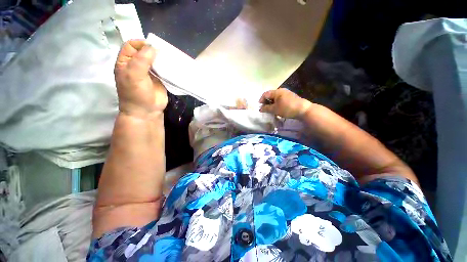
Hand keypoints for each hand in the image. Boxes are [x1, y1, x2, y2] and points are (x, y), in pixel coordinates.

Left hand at [114, 40, 167, 118]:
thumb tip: (153, 47)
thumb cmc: (136, 93)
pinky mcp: (160, 79)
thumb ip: (142, 59)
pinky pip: (164, 70)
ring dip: (162, 59)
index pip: (131, 45)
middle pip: (145, 51)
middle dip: (154, 50)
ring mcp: (149, 73)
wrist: (147, 111)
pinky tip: (173, 67)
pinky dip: (168, 67)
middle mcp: (137, 65)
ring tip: (170, 59)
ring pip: (156, 60)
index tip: (152, 47)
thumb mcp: (134, 75)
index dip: (141, 44)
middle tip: (164, 53)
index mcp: (126, 62)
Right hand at [259, 88, 312, 118]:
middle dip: (266, 102)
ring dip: (271, 104)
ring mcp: (287, 93)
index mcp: (277, 91)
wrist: (303, 110)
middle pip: (270, 95)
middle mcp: (281, 90)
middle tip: (265, 109)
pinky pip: (280, 99)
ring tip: (271, 110)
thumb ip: (266, 108)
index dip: (261, 100)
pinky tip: (278, 109)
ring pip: (275, 98)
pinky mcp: (290, 97)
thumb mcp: (275, 109)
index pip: (265, 94)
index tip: (260, 107)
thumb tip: (260, 109)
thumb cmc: (287, 108)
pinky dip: (277, 104)